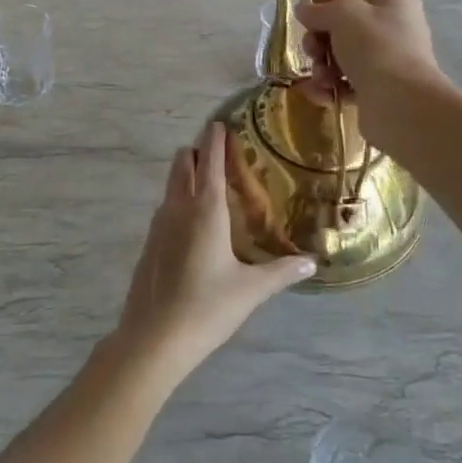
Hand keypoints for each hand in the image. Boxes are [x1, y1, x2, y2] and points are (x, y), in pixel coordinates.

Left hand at [113, 123, 312, 383]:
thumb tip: (312, 263)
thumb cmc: (207, 307)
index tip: (220, 122)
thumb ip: (282, 272)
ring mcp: (159, 225)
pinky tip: (192, 223)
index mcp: (206, 210)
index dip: (215, 139)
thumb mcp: (251, 290)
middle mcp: (179, 208)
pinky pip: (165, 208)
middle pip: (183, 163)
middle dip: (198, 151)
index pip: (210, 161)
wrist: (152, 339)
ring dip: (186, 174)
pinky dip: (178, 199)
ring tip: (209, 181)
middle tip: (220, 151)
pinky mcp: (149, 244)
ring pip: (171, 184)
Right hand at [294, 0, 449, 122]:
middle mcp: (393, 26)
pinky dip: (330, 87)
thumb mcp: (342, 16)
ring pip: (341, 56)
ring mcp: (387, 59)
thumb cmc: (375, 46)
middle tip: (313, 50)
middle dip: (319, 39)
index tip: (301, 13)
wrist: (401, 103)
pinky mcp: (379, 89)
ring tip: (323, 78)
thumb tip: (303, 9)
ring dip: (322, 66)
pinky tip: (323, 94)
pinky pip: (346, 82)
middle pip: (343, 26)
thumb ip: (319, 10)